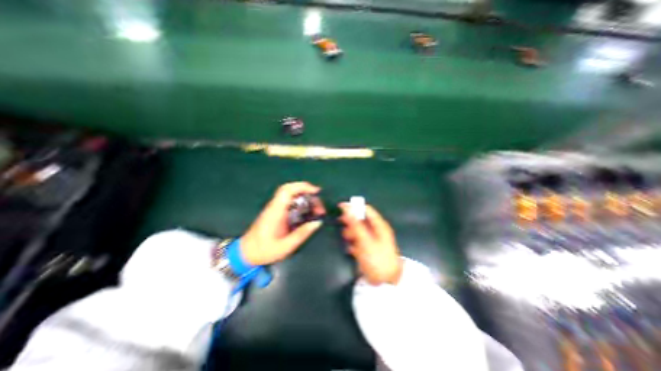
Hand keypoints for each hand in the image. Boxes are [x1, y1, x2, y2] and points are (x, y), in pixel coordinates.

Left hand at [242, 181, 324, 264]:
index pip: (287, 191)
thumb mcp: (285, 246)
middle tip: (319, 206)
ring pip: (292, 195)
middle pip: (291, 190)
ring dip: (306, 198)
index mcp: (275, 212)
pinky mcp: (277, 211)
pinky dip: (302, 203)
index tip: (316, 192)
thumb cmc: (264, 250)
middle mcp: (275, 206)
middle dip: (308, 192)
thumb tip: (317, 222)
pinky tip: (308, 212)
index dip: (302, 187)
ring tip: (316, 210)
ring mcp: (275, 208)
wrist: (246, 253)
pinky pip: (291, 202)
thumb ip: (301, 234)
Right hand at [340, 203, 402, 283]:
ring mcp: (373, 240)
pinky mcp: (369, 249)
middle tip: (341, 225)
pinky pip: (359, 241)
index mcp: (379, 225)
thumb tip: (346, 207)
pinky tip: (351, 249)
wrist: (385, 284)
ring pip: (359, 231)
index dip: (354, 207)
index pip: (366, 209)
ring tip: (347, 239)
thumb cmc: (377, 259)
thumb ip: (355, 224)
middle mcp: (377, 230)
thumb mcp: (365, 240)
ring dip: (351, 233)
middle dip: (351, 222)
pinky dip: (354, 243)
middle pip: (361, 220)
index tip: (340, 209)